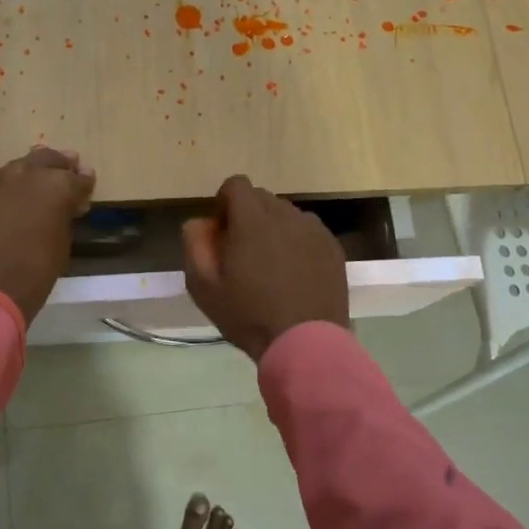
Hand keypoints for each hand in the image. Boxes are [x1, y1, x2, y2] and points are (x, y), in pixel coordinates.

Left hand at [0, 147, 95, 324]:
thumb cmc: (31, 275)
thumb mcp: (60, 245)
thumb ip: (63, 217)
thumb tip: (63, 208)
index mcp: (56, 186)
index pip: (77, 178)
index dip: (83, 184)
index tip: (85, 189)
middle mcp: (25, 173)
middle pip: (46, 159)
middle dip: (58, 166)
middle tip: (65, 170)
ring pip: (15, 168)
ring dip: (27, 175)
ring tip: (31, 185)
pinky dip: (1, 188)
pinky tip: (1, 200)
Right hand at [182, 175, 349, 361]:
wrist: (306, 343)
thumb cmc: (249, 315)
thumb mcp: (204, 287)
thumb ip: (195, 246)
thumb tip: (199, 222)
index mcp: (252, 220)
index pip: (236, 185)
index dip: (224, 203)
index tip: (222, 232)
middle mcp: (286, 215)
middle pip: (262, 198)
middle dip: (248, 216)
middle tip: (243, 252)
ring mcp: (314, 231)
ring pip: (287, 214)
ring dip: (274, 228)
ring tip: (271, 265)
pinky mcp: (333, 248)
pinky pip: (309, 232)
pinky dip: (297, 242)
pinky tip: (294, 274)